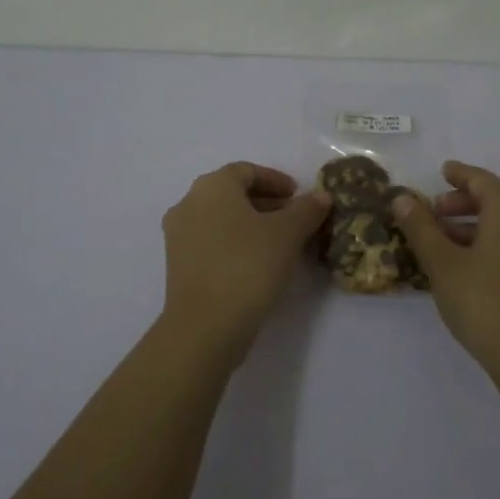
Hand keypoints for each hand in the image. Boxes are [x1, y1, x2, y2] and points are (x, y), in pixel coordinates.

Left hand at [160, 162, 329, 363]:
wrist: (205, 327)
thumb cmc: (248, 266)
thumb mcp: (288, 234)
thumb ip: (307, 209)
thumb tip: (321, 196)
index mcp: (212, 186)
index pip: (247, 171)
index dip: (276, 180)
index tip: (299, 196)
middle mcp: (188, 203)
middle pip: (232, 194)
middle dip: (267, 204)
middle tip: (296, 220)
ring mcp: (178, 236)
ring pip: (222, 219)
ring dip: (253, 225)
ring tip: (283, 244)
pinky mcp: (178, 265)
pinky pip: (212, 242)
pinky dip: (236, 243)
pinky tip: (259, 264)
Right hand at [390, 160, 499, 386]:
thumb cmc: (483, 302)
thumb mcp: (442, 263)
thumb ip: (421, 227)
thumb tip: (402, 198)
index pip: (481, 179)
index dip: (458, 174)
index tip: (441, 171)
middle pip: (497, 197)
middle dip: (464, 201)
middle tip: (434, 211)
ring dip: (477, 223)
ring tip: (445, 239)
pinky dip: (494, 239)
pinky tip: (471, 261)